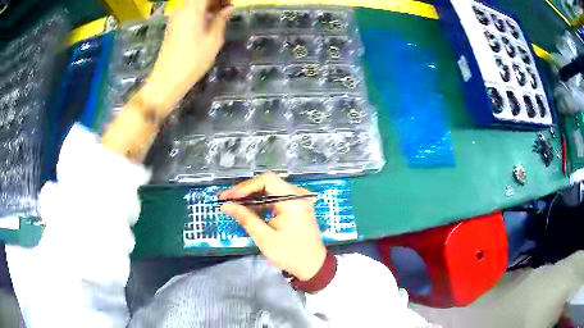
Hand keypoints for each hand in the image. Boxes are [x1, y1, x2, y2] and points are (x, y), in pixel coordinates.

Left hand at [144, 0, 232, 115]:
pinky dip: (201, 12)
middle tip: (229, 10)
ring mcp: (176, 17)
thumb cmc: (193, 59)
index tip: (231, 5)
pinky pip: (190, 11)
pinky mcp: (173, 25)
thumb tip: (228, 8)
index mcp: (193, 8)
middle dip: (216, 1)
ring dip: (210, 6)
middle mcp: (182, 8)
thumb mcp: (214, 39)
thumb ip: (221, 19)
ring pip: (196, 4)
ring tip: (221, 17)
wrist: (167, 79)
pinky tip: (209, 23)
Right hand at [220, 173, 326, 280]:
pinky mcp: (296, 208)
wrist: (313, 267)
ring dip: (252, 198)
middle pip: (268, 184)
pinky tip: (248, 210)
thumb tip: (225, 205)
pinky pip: (276, 200)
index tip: (228, 197)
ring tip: (233, 205)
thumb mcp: (265, 237)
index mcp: (293, 200)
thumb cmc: (290, 254)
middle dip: (246, 192)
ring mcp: (298, 201)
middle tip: (226, 200)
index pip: (267, 180)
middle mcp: (298, 195)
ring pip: (271, 191)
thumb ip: (245, 218)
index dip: (245, 187)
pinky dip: (262, 204)